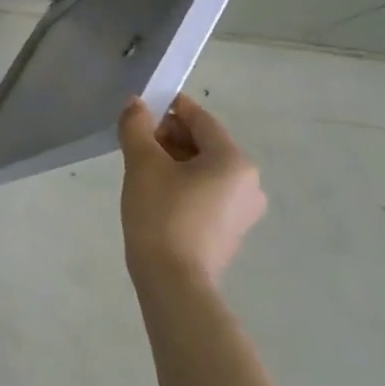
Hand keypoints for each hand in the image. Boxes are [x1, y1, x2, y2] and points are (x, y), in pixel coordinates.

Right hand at [119, 92, 264, 288]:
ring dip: (174, 160)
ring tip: (141, 167)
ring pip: (205, 168)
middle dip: (169, 136)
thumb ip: (137, 126)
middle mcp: (249, 182)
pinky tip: (157, 192)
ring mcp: (243, 209)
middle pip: (205, 143)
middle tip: (135, 141)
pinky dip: (184, 183)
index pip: (200, 119)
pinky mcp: (231, 229)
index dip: (170, 107)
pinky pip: (207, 191)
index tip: (140, 108)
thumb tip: (136, 104)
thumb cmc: (161, 214)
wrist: (174, 281)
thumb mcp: (142, 163)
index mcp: (234, 161)